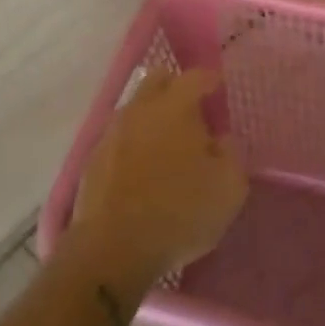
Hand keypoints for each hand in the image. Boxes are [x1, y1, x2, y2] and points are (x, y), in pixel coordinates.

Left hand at [69, 69, 248, 292]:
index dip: (211, 80)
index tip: (220, 90)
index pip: (196, 76)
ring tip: (167, 145)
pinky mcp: (93, 157)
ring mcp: (113, 131)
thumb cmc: (179, 213)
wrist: (112, 249)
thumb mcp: (229, 189)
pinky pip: (119, 136)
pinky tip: (142, 169)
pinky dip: (134, 143)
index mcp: (176, 106)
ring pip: (136, 107)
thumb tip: (220, 140)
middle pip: (158, 79)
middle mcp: (141, 108)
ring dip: (152, 116)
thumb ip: (231, 154)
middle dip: (176, 88)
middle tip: (192, 113)